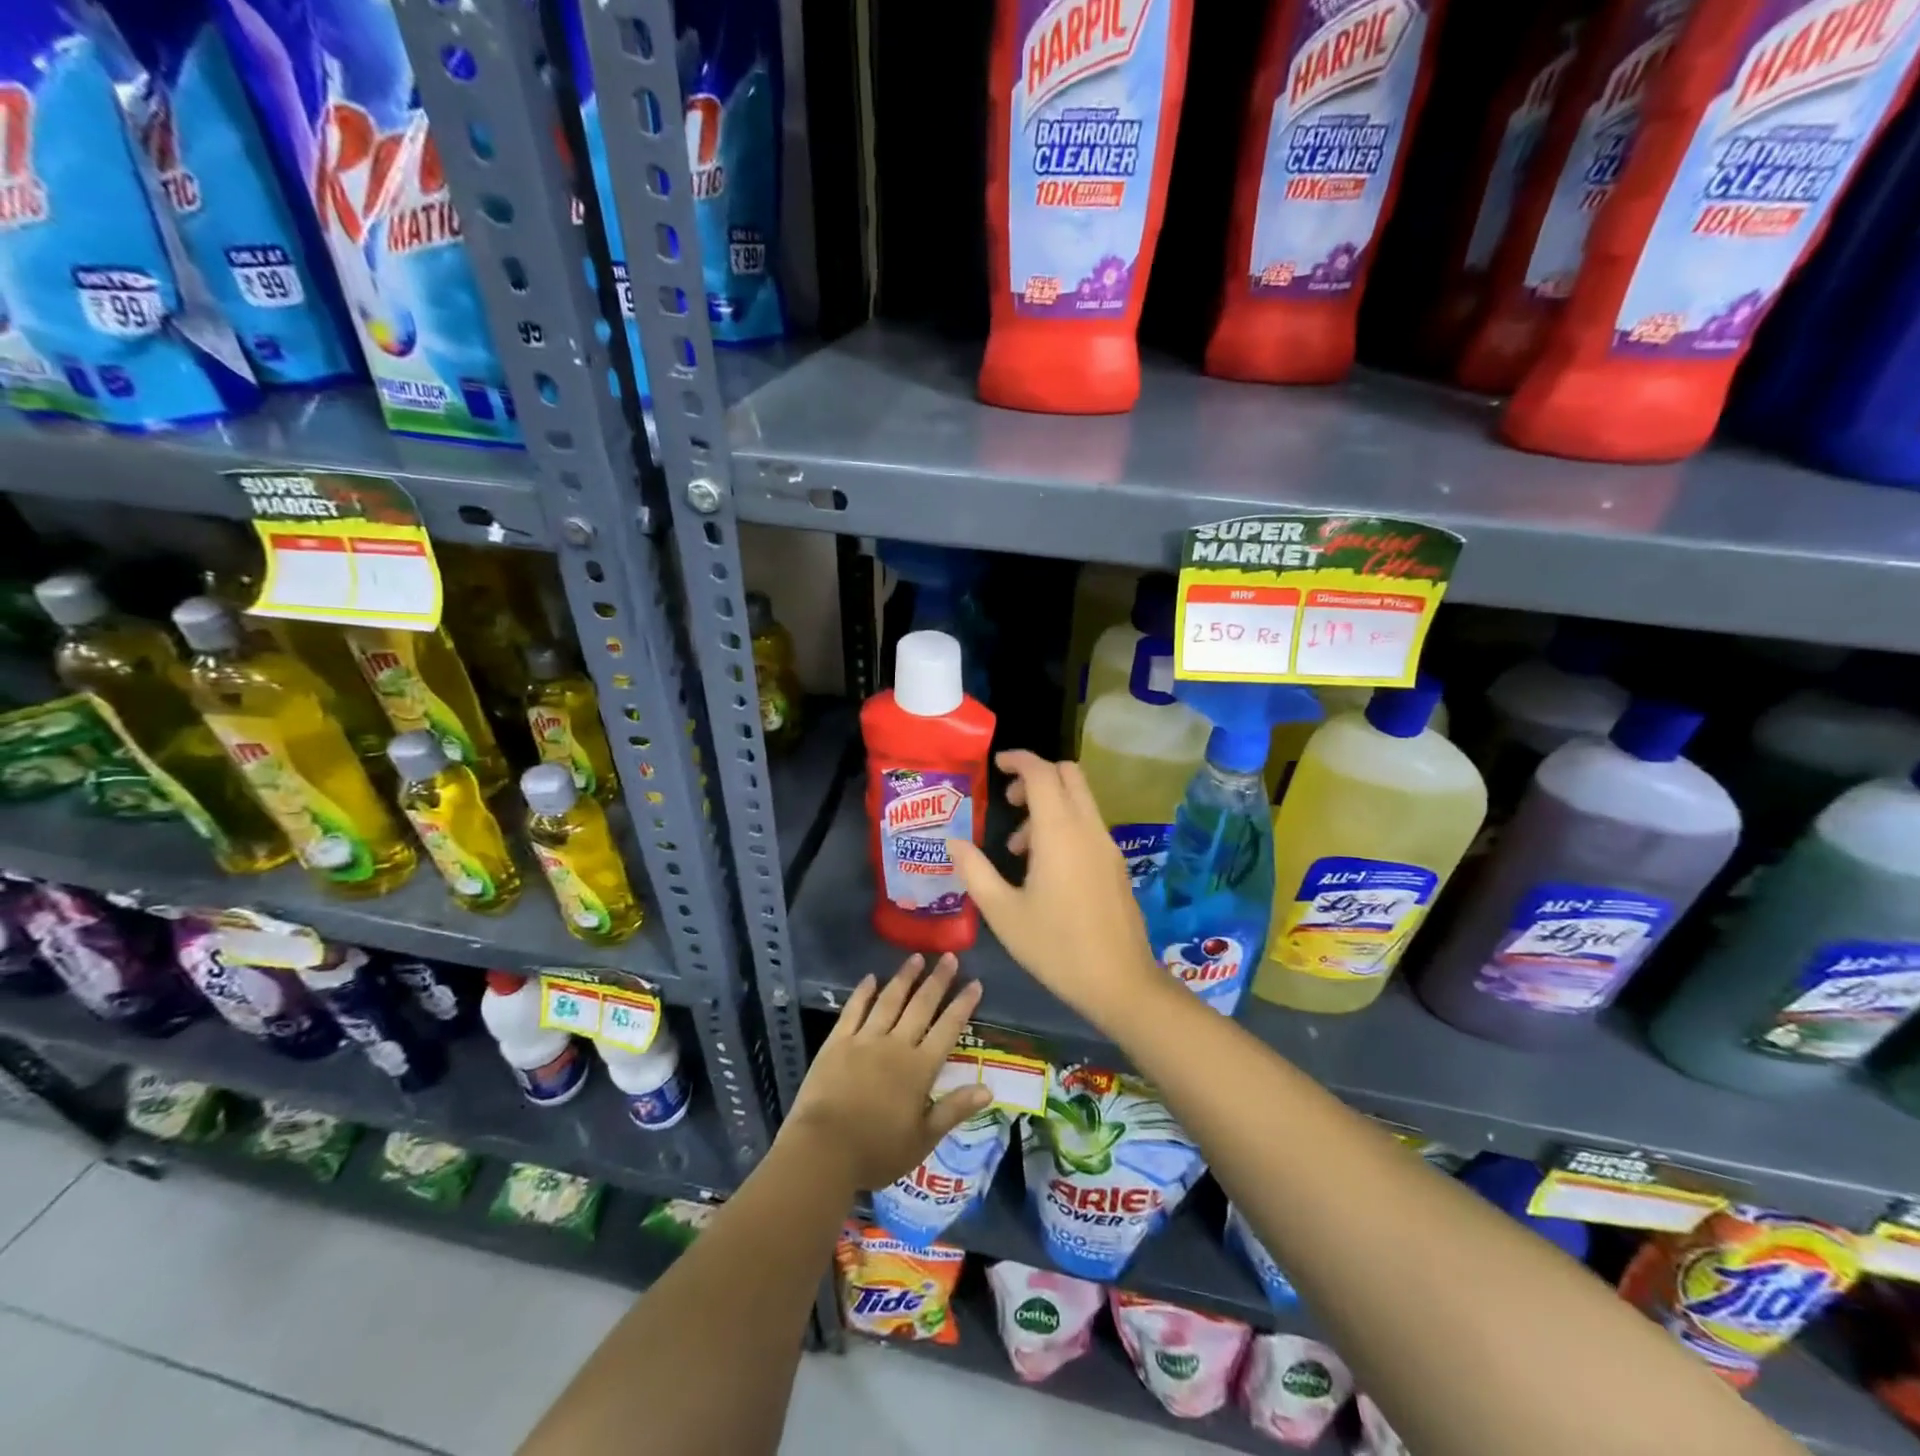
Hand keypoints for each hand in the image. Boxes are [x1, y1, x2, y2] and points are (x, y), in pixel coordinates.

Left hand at [783, 953, 989, 1193]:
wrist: (823, 1151)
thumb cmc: (877, 1151)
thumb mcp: (923, 1138)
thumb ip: (955, 1109)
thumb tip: (989, 1088)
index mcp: (919, 1068)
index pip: (948, 1029)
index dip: (962, 1005)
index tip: (974, 982)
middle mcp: (895, 1045)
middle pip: (921, 1006)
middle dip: (938, 980)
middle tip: (949, 957)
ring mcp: (864, 1040)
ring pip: (889, 1001)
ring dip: (904, 978)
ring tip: (916, 957)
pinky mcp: (837, 1042)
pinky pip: (853, 1010)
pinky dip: (863, 992)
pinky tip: (870, 978)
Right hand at [946, 750, 1164, 1028]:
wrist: (1120, 982)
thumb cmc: (1055, 947)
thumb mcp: (1003, 912)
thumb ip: (975, 871)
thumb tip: (954, 842)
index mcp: (1059, 832)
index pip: (1041, 773)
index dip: (1018, 760)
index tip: (995, 765)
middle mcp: (1088, 829)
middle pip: (1068, 775)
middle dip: (1036, 777)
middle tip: (1009, 802)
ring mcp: (1107, 846)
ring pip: (1079, 801)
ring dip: (1048, 806)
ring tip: (1017, 848)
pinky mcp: (1115, 864)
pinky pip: (1087, 825)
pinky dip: (1063, 826)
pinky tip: (1043, 869)